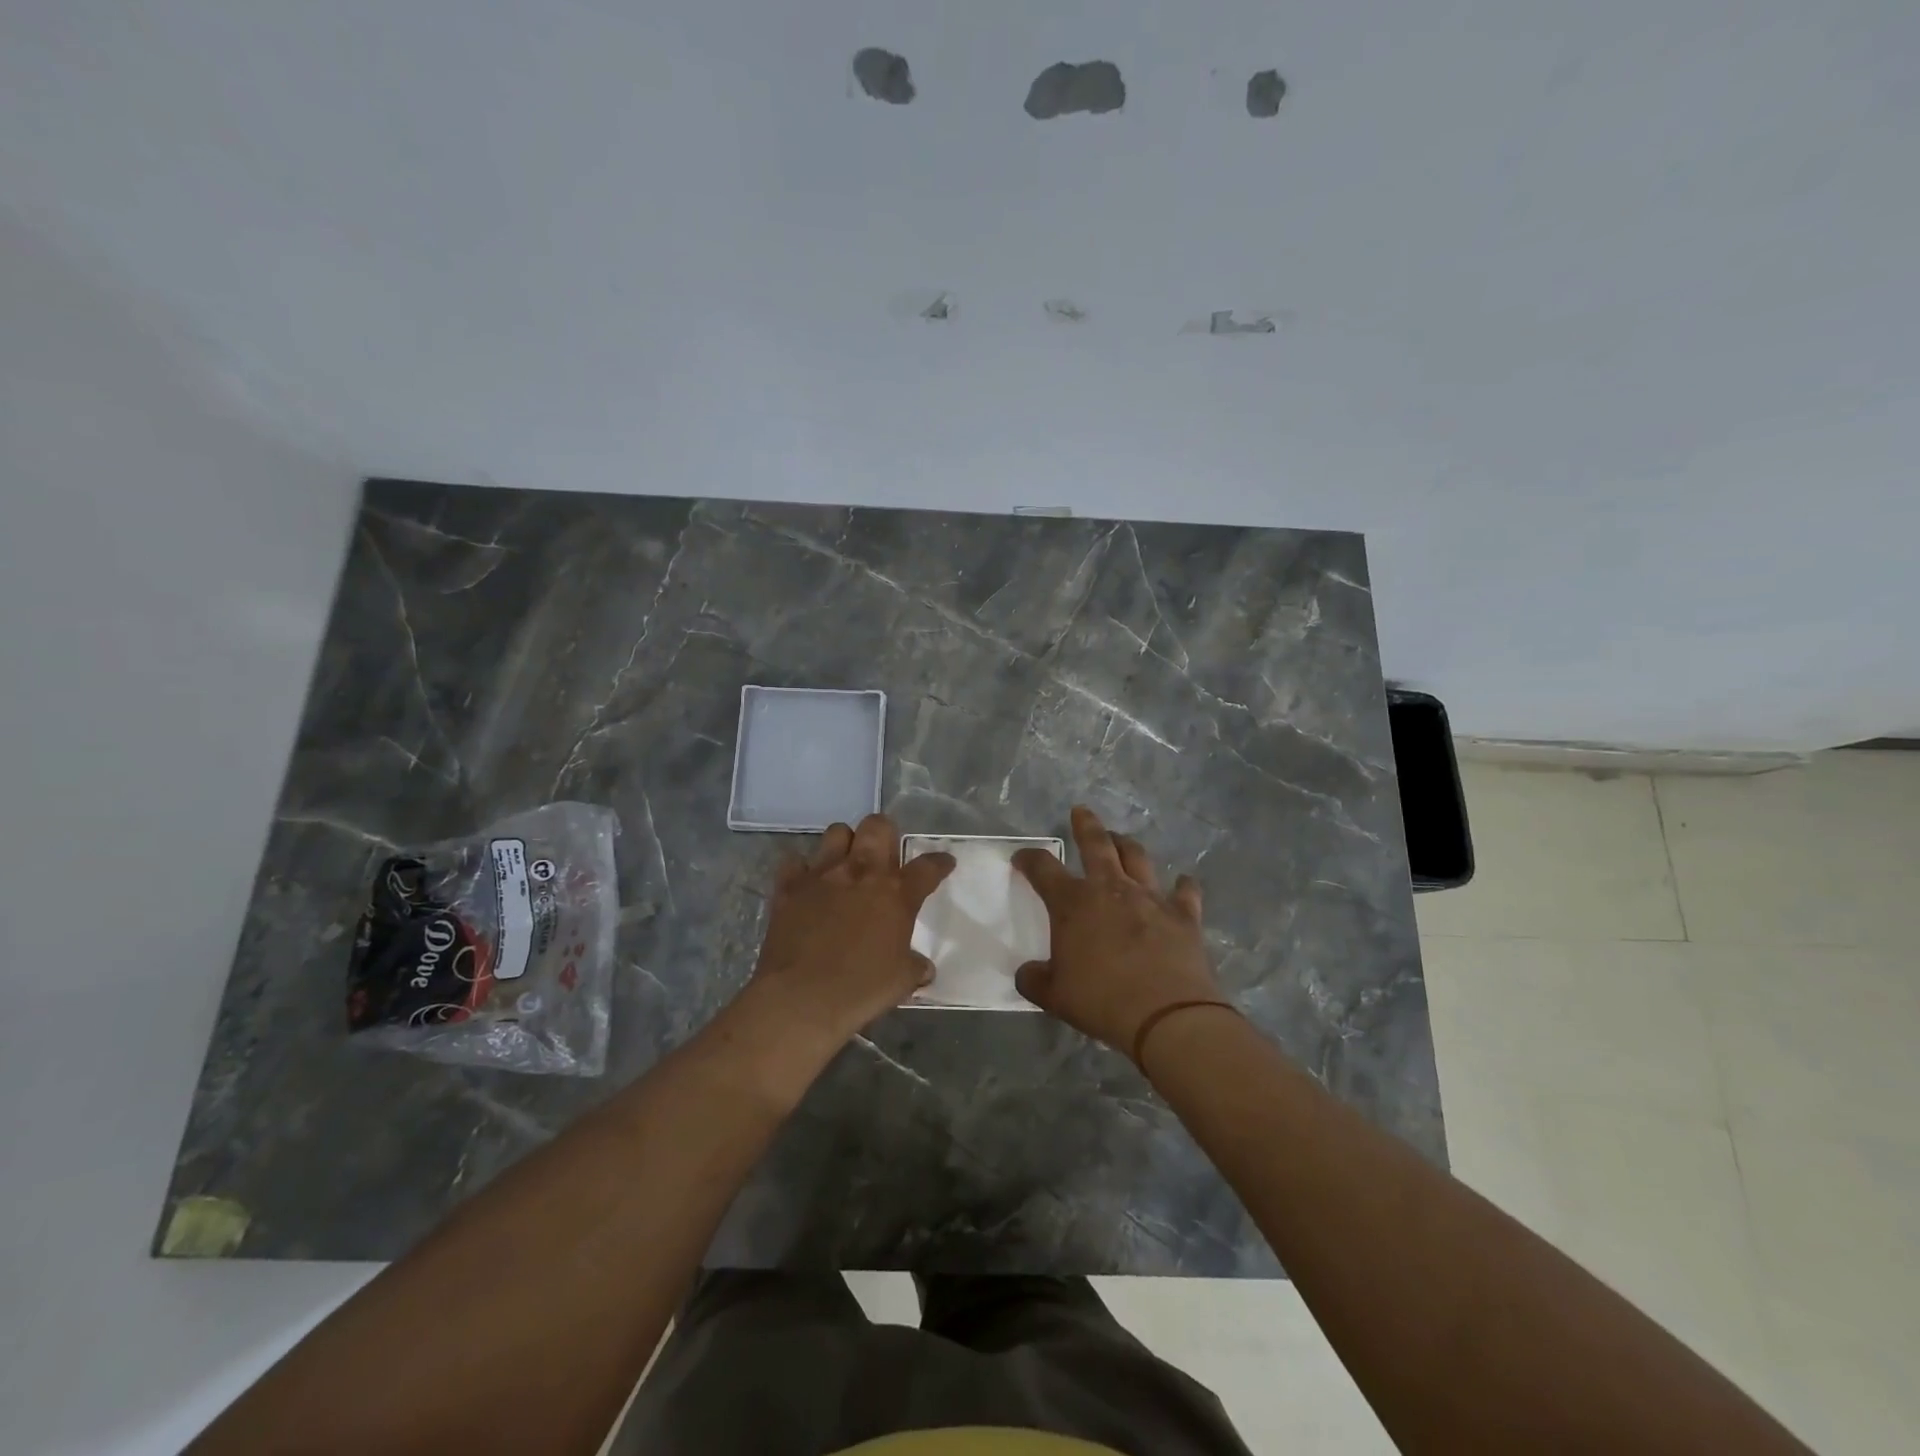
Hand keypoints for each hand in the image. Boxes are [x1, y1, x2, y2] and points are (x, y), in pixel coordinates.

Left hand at [745, 813, 954, 1049]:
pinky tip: (807, 885)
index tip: (944, 862)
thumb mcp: (901, 981)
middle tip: (885, 855)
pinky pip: (795, 863)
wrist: (801, 997)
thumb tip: (923, 968)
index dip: (939, 862)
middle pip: (878, 827)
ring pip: (837, 832)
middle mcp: (861, 873)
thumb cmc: (860, 989)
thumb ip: (915, 967)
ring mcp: (822, 875)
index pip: (927, 867)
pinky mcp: (789, 887)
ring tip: (846, 864)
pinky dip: (802, 870)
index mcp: (896, 894)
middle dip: (885, 834)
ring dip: (845, 844)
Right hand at [1012, 805, 1221, 1054]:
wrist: (1166, 1015)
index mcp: (1073, 903)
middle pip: (1096, 844)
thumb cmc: (1102, 1000)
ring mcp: (1150, 898)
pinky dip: (1183, 886)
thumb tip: (1026, 972)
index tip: (1022, 857)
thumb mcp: (1054, 996)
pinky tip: (1184, 882)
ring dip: (1126, 845)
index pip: (1043, 869)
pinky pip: (1185, 892)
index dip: (1029, 859)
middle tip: (1081, 811)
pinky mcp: (1183, 915)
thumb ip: (1034, 979)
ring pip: (1137, 857)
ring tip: (1121, 839)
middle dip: (1086, 825)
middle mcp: (1110, 889)